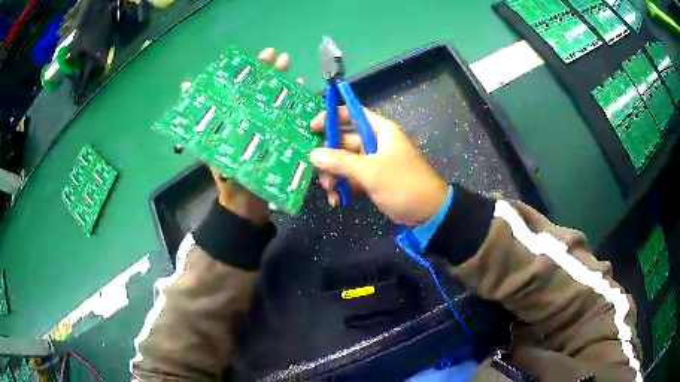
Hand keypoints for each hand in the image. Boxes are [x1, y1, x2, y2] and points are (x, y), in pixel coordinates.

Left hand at [207, 47, 302, 225]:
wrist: (246, 202)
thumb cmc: (227, 174)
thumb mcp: (209, 145)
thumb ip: (199, 117)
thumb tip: (185, 85)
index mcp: (234, 117)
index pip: (243, 87)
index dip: (253, 69)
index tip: (265, 55)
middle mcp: (250, 118)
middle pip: (261, 90)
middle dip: (271, 72)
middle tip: (282, 58)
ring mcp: (266, 128)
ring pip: (276, 101)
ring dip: (285, 84)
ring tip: (294, 71)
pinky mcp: (279, 139)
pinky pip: (289, 120)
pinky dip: (295, 107)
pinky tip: (303, 94)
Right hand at [309, 107, 448, 225]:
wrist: (426, 211)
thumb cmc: (402, 183)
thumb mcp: (370, 171)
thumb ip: (341, 161)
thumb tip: (313, 155)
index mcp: (379, 131)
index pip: (352, 114)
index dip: (331, 117)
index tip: (311, 128)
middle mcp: (375, 143)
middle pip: (343, 142)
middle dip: (329, 157)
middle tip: (317, 171)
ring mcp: (373, 162)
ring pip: (344, 162)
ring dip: (334, 176)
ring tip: (329, 190)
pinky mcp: (372, 179)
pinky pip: (351, 178)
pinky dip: (343, 188)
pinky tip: (336, 201)